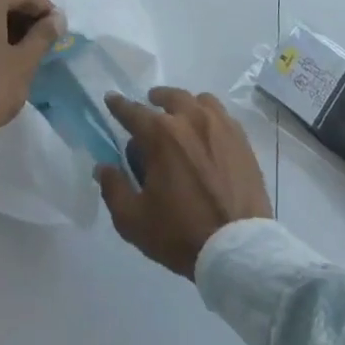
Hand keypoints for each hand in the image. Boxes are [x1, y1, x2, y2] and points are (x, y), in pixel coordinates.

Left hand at [0, 0, 60, 138]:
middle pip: (1, 0)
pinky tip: (2, 50)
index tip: (58, 26)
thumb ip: (44, 34)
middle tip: (43, 36)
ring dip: (5, 23)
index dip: (44, 9)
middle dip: (23, 16)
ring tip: (25, 45)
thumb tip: (58, 18)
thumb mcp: (25, 61)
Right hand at [96, 87, 272, 278]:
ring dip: (186, 104)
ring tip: (181, 117)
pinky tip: (207, 134)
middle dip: (156, 98)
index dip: (119, 105)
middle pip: (171, 97)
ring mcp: (220, 126)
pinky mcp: (241, 139)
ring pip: (200, 100)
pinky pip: (222, 115)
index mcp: (162, 135)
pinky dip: (209, 116)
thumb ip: (114, 189)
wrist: (237, 247)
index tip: (111, 98)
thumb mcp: (133, 220)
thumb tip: (103, 167)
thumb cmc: (181, 233)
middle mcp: (191, 119)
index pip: (133, 112)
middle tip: (151, 106)